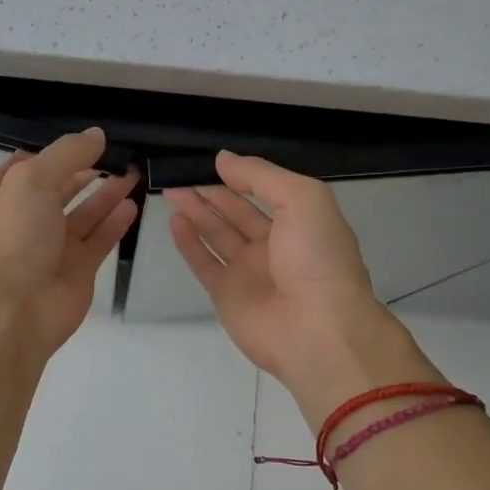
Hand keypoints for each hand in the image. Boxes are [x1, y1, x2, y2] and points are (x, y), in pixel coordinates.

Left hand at [0, 128, 139, 357]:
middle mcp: (24, 220)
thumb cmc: (14, 237)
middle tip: (120, 153)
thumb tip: (97, 135)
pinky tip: (133, 204)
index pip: (27, 165)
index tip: (85, 139)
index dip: (54, 152)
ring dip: (107, 193)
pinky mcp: (77, 269)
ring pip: (83, 213)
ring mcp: (51, 247)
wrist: (15, 310)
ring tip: (133, 172)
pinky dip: (115, 221)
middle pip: (59, 188)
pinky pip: (99, 239)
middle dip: (87, 170)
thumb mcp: (32, 180)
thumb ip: (66, 154)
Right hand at [164, 152, 437, 427]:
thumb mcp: (302, 199)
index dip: (239, 175)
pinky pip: (204, 263)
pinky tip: (175, 221)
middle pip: (236, 212)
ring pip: (217, 234)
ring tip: (172, 190)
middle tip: (181, 173)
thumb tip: (223, 159)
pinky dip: (189, 243)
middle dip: (211, 192)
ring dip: (196, 212)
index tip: (211, 160)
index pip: (265, 191)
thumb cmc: (317, 257)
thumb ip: (261, 176)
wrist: (318, 330)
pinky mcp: (227, 295)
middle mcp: (275, 245)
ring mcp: (249, 272)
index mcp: (301, 221)